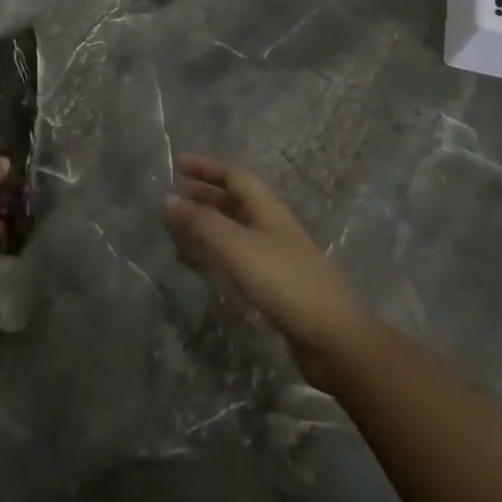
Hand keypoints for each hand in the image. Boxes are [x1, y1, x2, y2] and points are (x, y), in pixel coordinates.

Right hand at [166, 154, 366, 386]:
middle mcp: (273, 226)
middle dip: (203, 195)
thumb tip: (168, 199)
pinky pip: (239, 256)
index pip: (235, 176)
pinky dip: (217, 252)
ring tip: (179, 229)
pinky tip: (204, 264)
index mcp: (268, 209)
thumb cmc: (284, 282)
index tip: (176, 163)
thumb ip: (202, 222)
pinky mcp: (276, 284)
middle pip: (235, 201)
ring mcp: (277, 256)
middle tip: (171, 198)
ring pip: (236, 229)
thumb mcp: (237, 246)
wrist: (333, 338)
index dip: (206, 167)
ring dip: (208, 224)